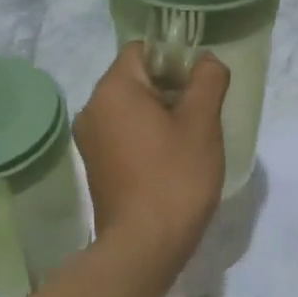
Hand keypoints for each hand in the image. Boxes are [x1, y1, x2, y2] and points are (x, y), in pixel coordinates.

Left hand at [73, 42, 228, 256]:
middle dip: (172, 89)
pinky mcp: (96, 165)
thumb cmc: (175, 177)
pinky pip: (124, 134)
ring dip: (161, 115)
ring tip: (191, 139)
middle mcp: (92, 108)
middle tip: (203, 114)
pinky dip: (147, 136)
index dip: (176, 58)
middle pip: (136, 78)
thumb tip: (206, 61)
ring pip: (131, 108)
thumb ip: (207, 80)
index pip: (143, 50)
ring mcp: (90, 140)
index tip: (201, 84)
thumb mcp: (202, 123)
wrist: (143, 246)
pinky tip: (171, 160)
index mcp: (113, 90)